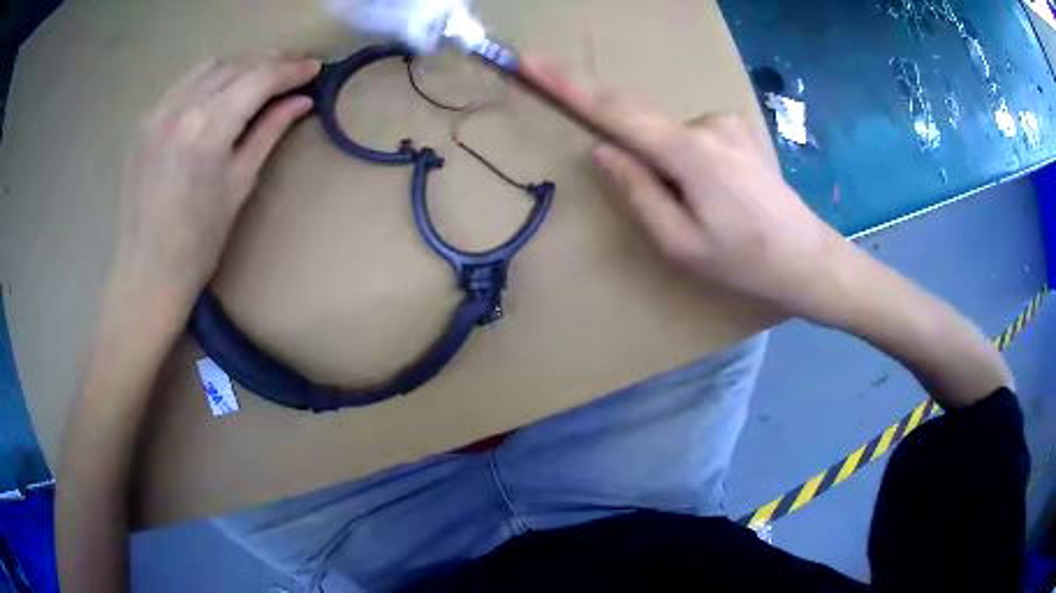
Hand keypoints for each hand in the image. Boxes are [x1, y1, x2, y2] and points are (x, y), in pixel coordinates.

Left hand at [115, 54, 320, 304]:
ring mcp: (157, 112)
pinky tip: (221, 92)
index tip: (315, 67)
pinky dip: (210, 78)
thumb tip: (301, 100)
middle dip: (270, 61)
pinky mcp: (145, 121)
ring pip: (209, 66)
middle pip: (235, 65)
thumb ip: (268, 132)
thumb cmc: (198, 243)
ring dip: (240, 65)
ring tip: (260, 78)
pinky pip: (184, 83)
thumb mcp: (240, 185)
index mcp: (206, 130)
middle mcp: (180, 109)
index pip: (258, 79)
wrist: (146, 272)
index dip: (291, 69)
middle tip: (295, 68)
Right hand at [520, 56, 848, 320]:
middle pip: (648, 133)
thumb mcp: (680, 244)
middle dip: (650, 169)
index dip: (567, 86)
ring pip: (674, 139)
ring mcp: (728, 122)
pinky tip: (726, 194)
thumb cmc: (744, 261)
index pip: (614, 111)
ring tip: (712, 210)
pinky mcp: (741, 128)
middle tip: (689, 215)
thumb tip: (603, 150)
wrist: (807, 259)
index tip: (531, 62)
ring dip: (675, 171)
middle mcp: (707, 122)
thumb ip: (637, 192)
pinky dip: (694, 163)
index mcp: (688, 152)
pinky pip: (696, 138)